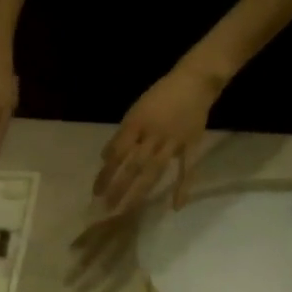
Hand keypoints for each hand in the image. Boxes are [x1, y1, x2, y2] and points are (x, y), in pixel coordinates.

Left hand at [93, 65, 221, 213]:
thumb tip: (106, 158)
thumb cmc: (160, 96)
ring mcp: (172, 141)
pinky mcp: (191, 145)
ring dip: (139, 192)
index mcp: (136, 124)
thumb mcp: (135, 110)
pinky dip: (182, 187)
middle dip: (118, 188)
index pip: (116, 153)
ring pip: (153, 170)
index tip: (96, 192)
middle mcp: (152, 135)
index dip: (105, 173)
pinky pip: (187, 168)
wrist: (195, 81)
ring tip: (128, 210)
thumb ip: (122, 135)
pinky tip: (175, 206)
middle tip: (107, 208)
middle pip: (132, 165)